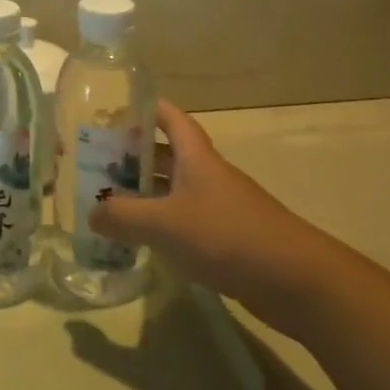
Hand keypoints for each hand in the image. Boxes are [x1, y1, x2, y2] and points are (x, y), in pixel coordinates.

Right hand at [90, 99, 334, 331]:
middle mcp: (208, 176)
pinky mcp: (228, 239)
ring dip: (146, 193)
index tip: (115, 108)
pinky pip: (186, 222)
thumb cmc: (227, 236)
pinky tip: (142, 240)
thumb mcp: (164, 223)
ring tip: (109, 202)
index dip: (146, 107)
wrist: (297, 282)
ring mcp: (220, 208)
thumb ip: (122, 215)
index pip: (170, 118)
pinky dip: (162, 224)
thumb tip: (92, 213)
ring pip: (175, 190)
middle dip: (134, 155)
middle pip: (168, 155)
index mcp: (196, 158)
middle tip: (97, 163)